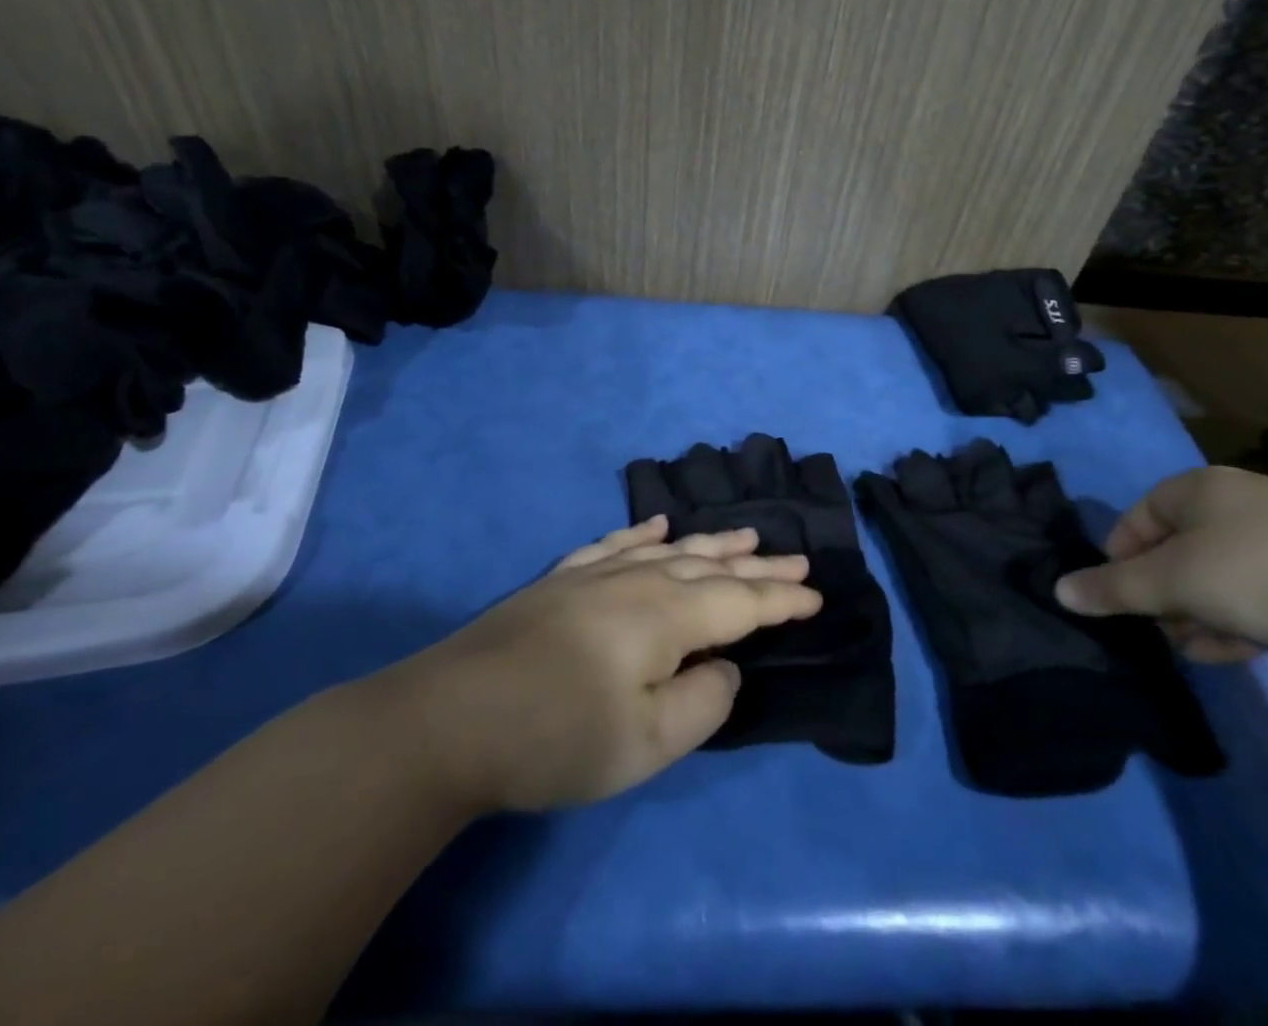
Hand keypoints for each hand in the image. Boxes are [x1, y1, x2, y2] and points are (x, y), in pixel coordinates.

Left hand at [363, 515, 821, 812]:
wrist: (450, 719)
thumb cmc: (558, 737)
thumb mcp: (647, 741)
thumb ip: (704, 701)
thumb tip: (724, 665)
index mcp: (669, 615)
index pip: (741, 601)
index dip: (782, 598)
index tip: (817, 595)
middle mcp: (640, 580)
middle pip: (713, 565)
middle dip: (759, 563)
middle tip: (798, 557)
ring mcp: (597, 574)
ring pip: (671, 549)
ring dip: (712, 542)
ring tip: (745, 533)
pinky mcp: (562, 581)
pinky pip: (616, 544)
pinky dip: (643, 533)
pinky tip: (655, 526)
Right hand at [1054, 465, 1267, 672]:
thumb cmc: (1252, 576)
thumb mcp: (1169, 583)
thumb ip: (1111, 587)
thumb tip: (1058, 591)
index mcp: (1203, 486)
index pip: (1142, 512)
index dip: (1121, 552)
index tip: (1118, 592)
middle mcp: (1244, 500)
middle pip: (1181, 544)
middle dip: (1162, 589)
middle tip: (1157, 625)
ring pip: (1220, 571)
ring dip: (1196, 609)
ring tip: (1191, 646)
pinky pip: (1261, 590)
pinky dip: (1237, 617)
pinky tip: (1232, 652)